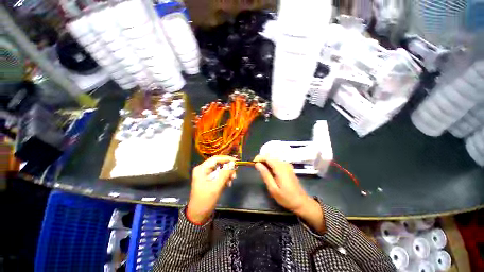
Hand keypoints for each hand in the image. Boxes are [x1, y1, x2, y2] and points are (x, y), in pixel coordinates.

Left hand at [187, 156, 235, 224]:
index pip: (215, 159)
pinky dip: (225, 178)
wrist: (198, 214)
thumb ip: (225, 174)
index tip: (236, 161)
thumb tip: (233, 163)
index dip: (226, 159)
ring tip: (231, 181)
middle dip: (227, 168)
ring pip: (220, 169)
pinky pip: (219, 175)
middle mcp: (203, 169)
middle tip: (235, 174)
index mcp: (202, 169)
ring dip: (227, 174)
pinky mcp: (209, 179)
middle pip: (218, 164)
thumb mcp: (216, 186)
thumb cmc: (205, 200)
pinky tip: (228, 184)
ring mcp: (206, 174)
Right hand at [254, 155, 311, 212]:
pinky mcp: (288, 168)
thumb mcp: (273, 188)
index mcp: (280, 168)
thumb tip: (257, 164)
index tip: (252, 163)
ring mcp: (287, 165)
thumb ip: (265, 175)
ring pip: (273, 159)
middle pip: (270, 157)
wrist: (301, 202)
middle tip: (256, 168)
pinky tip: (269, 172)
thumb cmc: (286, 198)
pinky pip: (277, 162)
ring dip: (266, 162)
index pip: (267, 157)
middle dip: (262, 160)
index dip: (259, 158)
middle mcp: (284, 164)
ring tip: (261, 171)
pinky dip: (271, 164)